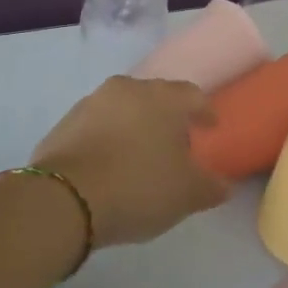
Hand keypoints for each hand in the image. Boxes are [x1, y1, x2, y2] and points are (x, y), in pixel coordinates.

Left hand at [29, 76, 227, 247]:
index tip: (210, 128)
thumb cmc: (138, 187)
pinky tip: (108, 165)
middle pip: (156, 98)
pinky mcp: (64, 122)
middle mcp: (127, 89)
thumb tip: (223, 184)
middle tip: (174, 145)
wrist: (64, 199)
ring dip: (133, 126)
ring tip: (138, 156)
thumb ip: (210, 186)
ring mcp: (91, 102)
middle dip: (167, 118)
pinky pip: (96, 126)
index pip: (193, 95)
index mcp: (163, 97)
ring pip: (123, 109)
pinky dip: (106, 139)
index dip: (204, 112)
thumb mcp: (186, 195)